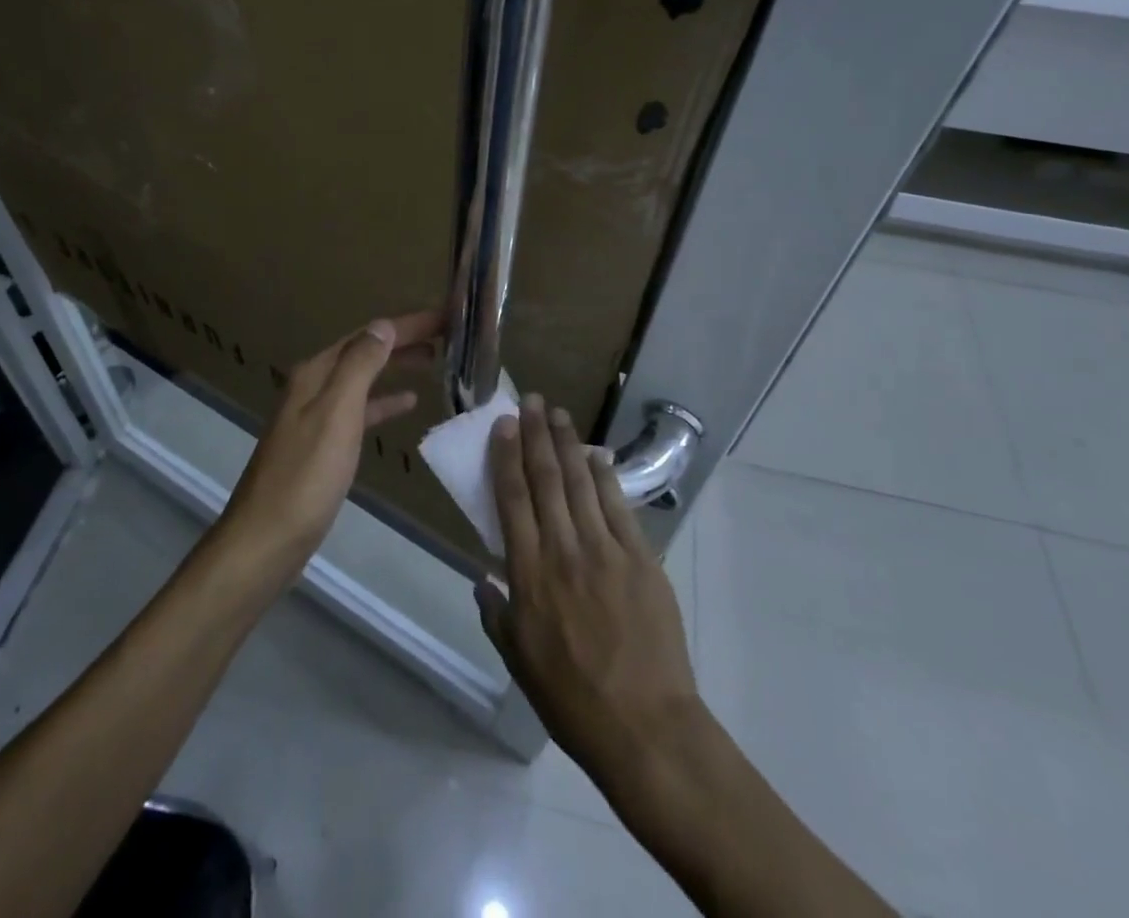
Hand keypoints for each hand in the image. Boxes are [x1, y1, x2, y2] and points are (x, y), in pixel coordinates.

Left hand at [218, 309, 443, 577]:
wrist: (267, 539)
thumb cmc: (306, 476)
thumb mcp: (336, 414)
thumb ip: (359, 366)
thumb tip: (383, 325)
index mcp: (316, 373)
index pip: (368, 335)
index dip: (407, 324)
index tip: (447, 316)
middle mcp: (313, 385)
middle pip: (364, 351)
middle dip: (404, 339)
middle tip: (448, 334)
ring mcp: (316, 415)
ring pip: (363, 378)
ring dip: (396, 365)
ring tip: (435, 360)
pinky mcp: (322, 444)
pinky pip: (360, 410)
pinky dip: (384, 401)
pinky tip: (407, 403)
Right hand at [476, 395, 701, 787]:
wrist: (646, 727)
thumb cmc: (572, 699)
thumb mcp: (518, 661)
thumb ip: (496, 613)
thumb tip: (482, 577)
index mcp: (529, 574)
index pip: (512, 499)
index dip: (505, 457)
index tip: (502, 425)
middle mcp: (564, 550)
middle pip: (546, 479)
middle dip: (535, 435)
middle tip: (530, 401)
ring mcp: (606, 551)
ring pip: (581, 483)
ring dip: (567, 444)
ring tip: (557, 414)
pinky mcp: (641, 559)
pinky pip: (618, 507)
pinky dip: (605, 477)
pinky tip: (596, 455)